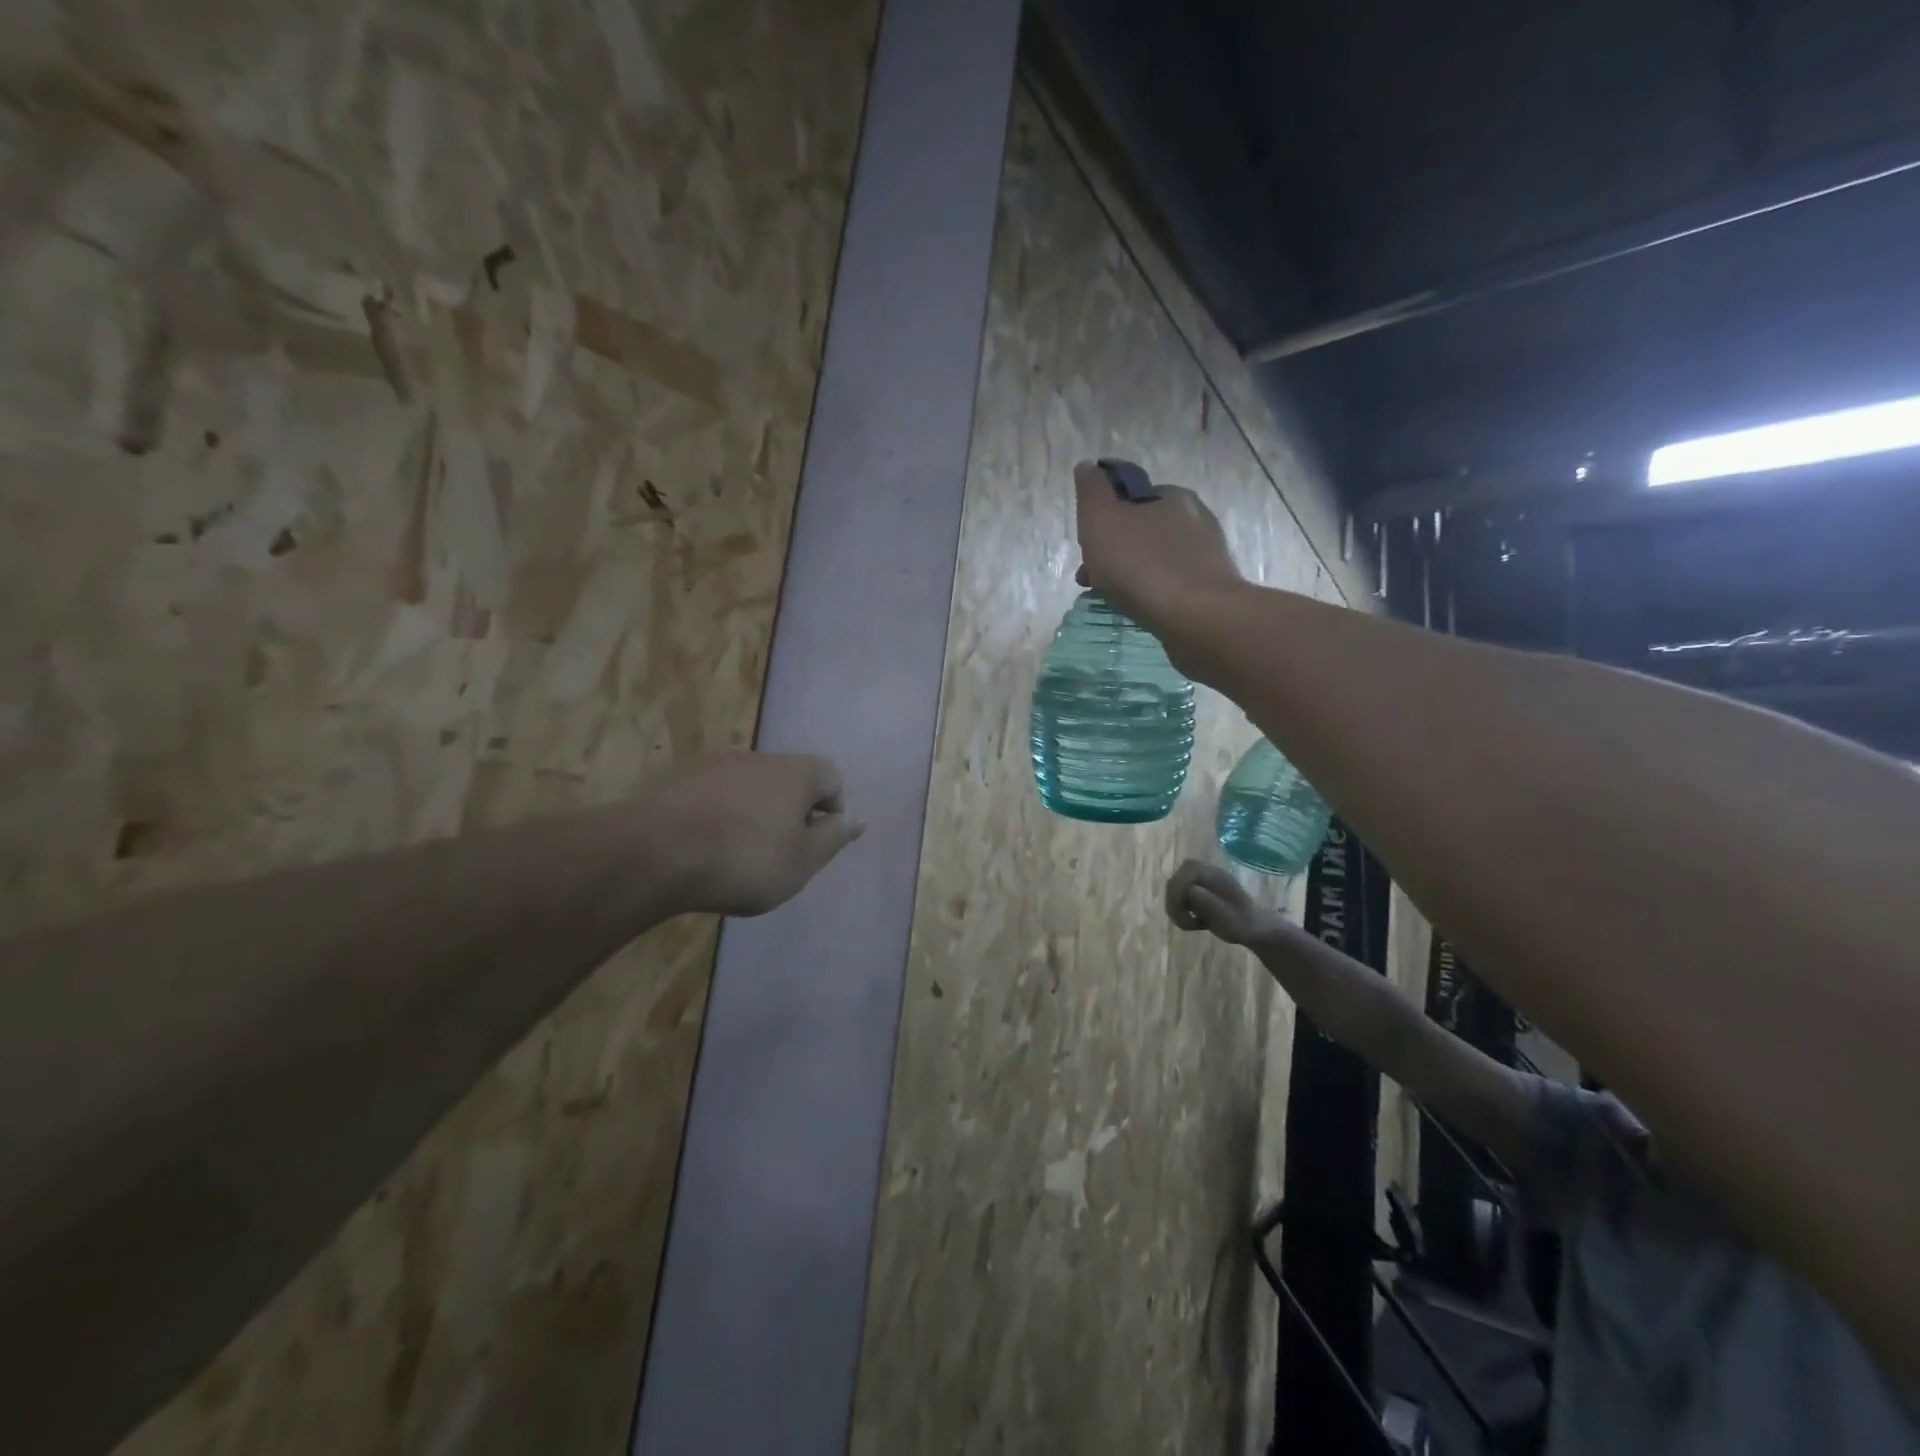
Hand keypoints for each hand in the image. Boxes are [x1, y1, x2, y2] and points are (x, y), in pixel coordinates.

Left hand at [653, 752, 863, 916]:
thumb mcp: (802, 862)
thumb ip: (834, 838)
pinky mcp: (680, 777)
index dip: (832, 813)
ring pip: (750, 787)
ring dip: (753, 814)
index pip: (833, 780)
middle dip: (790, 814)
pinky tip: (703, 847)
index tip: (813, 846)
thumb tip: (857, 820)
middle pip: (790, 781)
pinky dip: (718, 815)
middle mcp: (761, 756)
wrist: (656, 852)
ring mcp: (717, 763)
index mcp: (798, 772)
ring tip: (735, 854)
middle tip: (778, 855)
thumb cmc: (745, 860)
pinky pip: (714, 795)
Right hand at [1073, 461, 1243, 646]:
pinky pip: (1171, 585)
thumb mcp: (1102, 520)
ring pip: (1156, 560)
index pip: (1132, 495)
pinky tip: (1140, 610)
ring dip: (1131, 575)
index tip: (1087, 544)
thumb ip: (1092, 492)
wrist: (1197, 618)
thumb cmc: (1143, 566)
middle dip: (1114, 551)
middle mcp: (1196, 520)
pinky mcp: (1212, 591)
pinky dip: (1151, 594)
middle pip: (1142, 530)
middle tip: (1092, 579)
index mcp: (1173, 496)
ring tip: (1113, 599)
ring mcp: (1208, 557)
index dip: (1105, 517)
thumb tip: (1088, 467)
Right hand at [1165, 859, 1280, 946]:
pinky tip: (1193, 921)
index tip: (1185, 915)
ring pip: (1174, 888)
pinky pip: (1179, 895)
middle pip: (1176, 879)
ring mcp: (1201, 880)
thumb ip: (1207, 901)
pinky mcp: (1198, 890)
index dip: (1179, 892)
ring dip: (1176, 908)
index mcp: (1214, 875)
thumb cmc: (1242, 924)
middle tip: (1184, 923)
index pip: (1186, 871)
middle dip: (1175, 902)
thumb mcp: (1226, 916)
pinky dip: (1180, 910)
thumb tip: (1189, 890)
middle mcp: (1206, 872)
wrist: (1255, 929)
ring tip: (1189, 924)